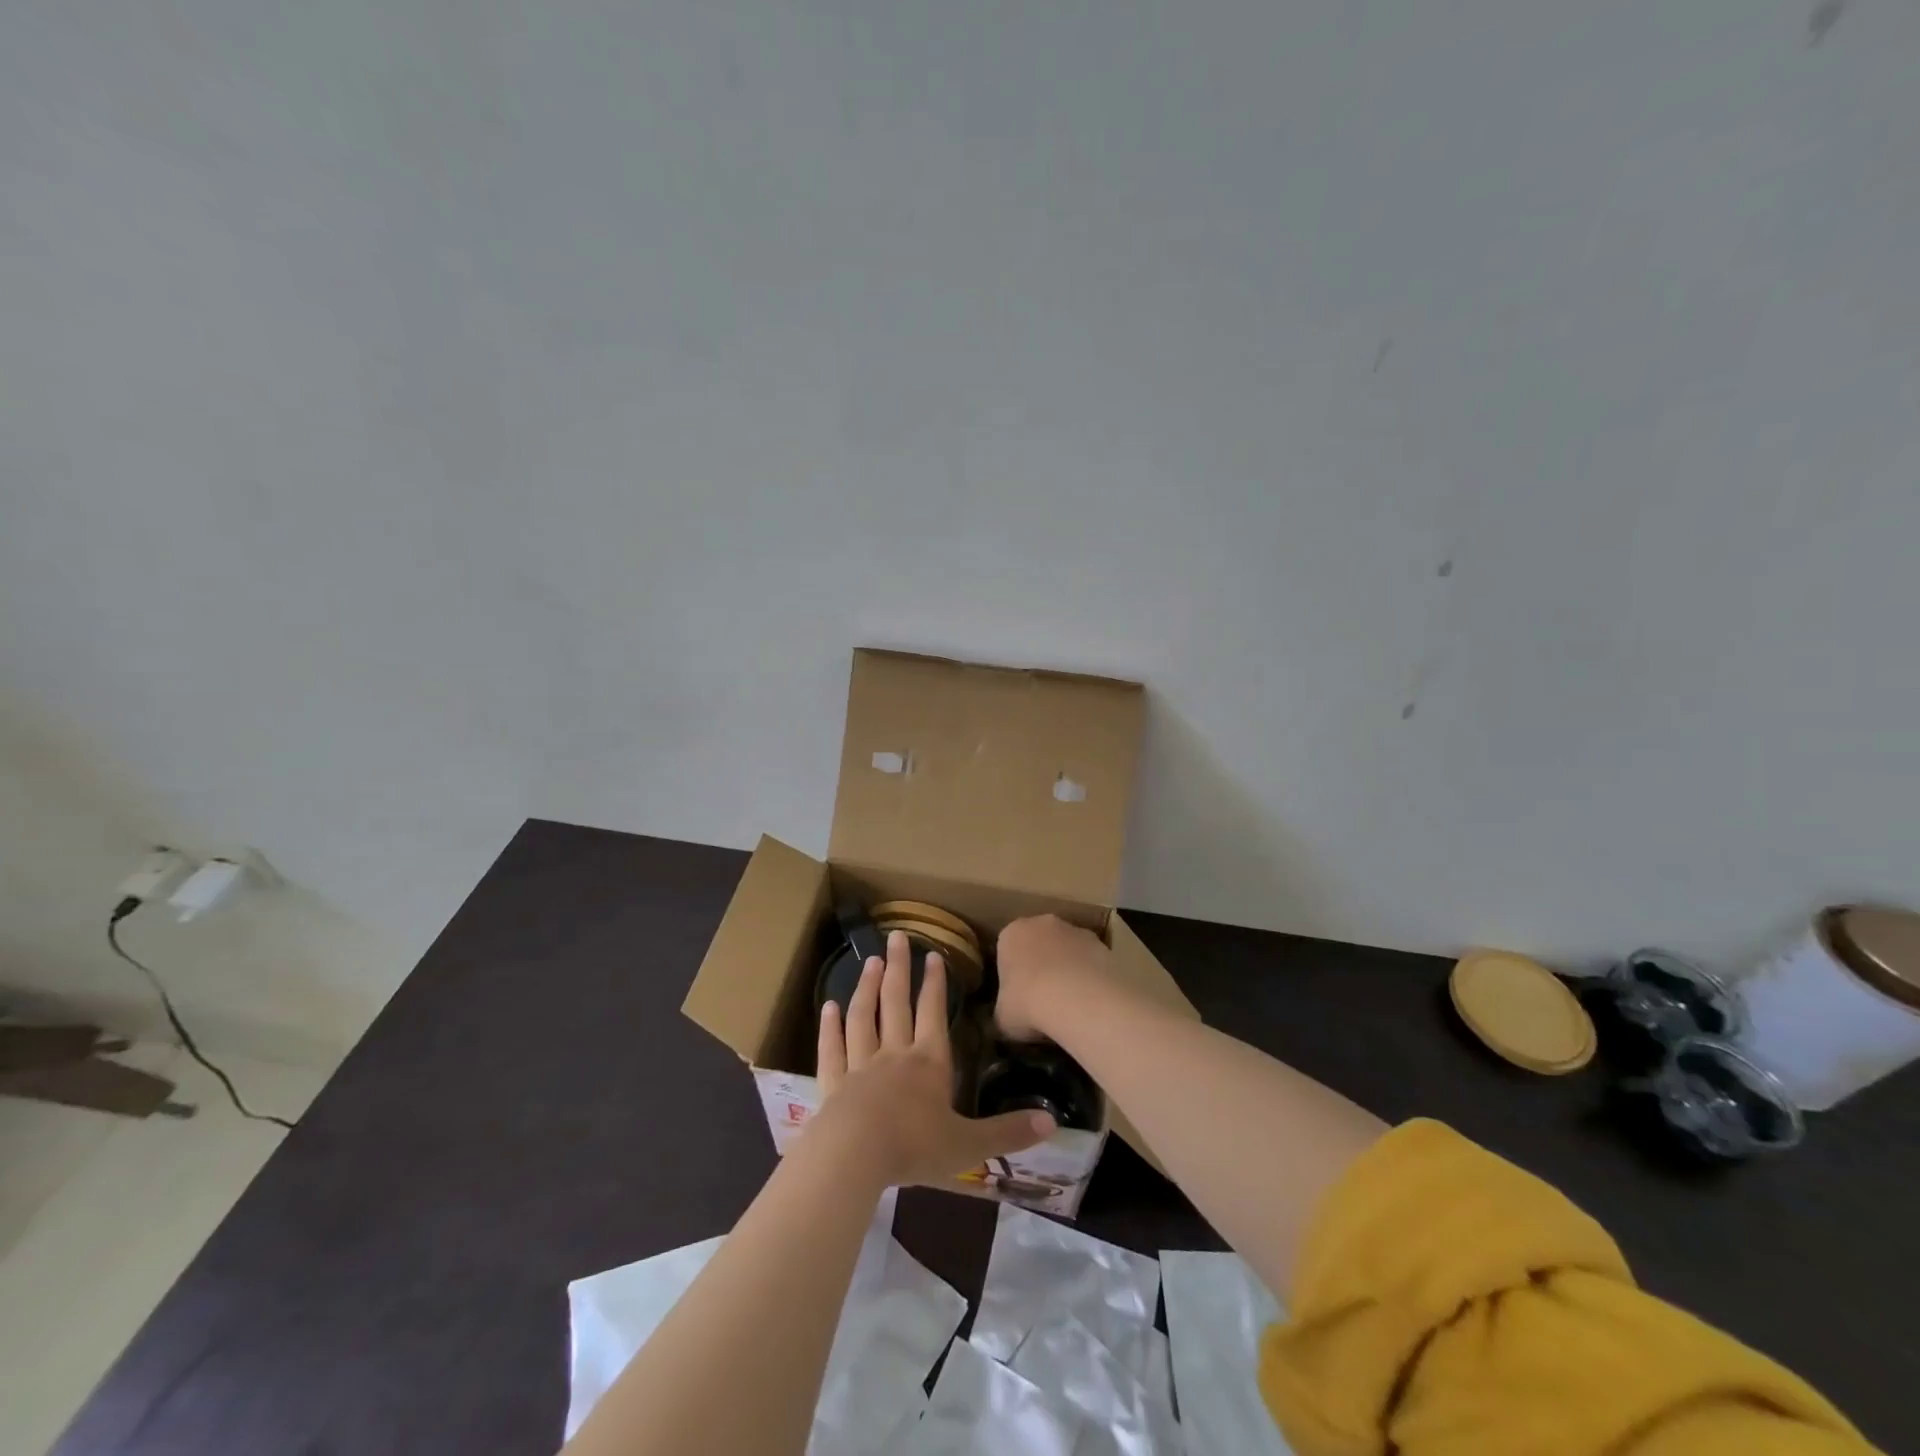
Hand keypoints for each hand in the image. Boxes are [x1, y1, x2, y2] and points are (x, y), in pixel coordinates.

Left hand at [810, 930, 1053, 1186]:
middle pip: (896, 1003)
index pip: (933, 1014)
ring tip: (871, 961)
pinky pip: (832, 1048)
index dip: (935, 984)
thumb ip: (1008, 1132)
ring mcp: (860, 1066)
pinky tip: (828, 1007)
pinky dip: (829, 1027)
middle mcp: (894, 1055)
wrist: (853, 1158)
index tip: (933, 954)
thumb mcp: (969, 1145)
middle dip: (899, 969)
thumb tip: (1052, 1121)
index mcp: (928, 1064)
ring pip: (863, 1017)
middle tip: (896, 936)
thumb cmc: (914, 1149)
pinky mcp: (833, 1084)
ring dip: (867, 987)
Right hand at [993, 915, 1112, 1041]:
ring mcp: (1075, 930)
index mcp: (1011, 933)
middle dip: (1041, 965)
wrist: (1077, 999)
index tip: (1017, 997)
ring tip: (1070, 1005)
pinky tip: (1091, 1003)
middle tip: (1043, 999)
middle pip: (1039, 943)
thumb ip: (1004, 1011)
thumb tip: (1008, 1018)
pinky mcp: (1103, 944)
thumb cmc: (1027, 1003)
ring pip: (1068, 950)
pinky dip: (1090, 978)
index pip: (1007, 949)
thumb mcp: (1002, 1017)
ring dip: (1068, 970)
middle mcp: (1042, 923)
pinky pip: (1091, 962)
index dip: (1012, 975)